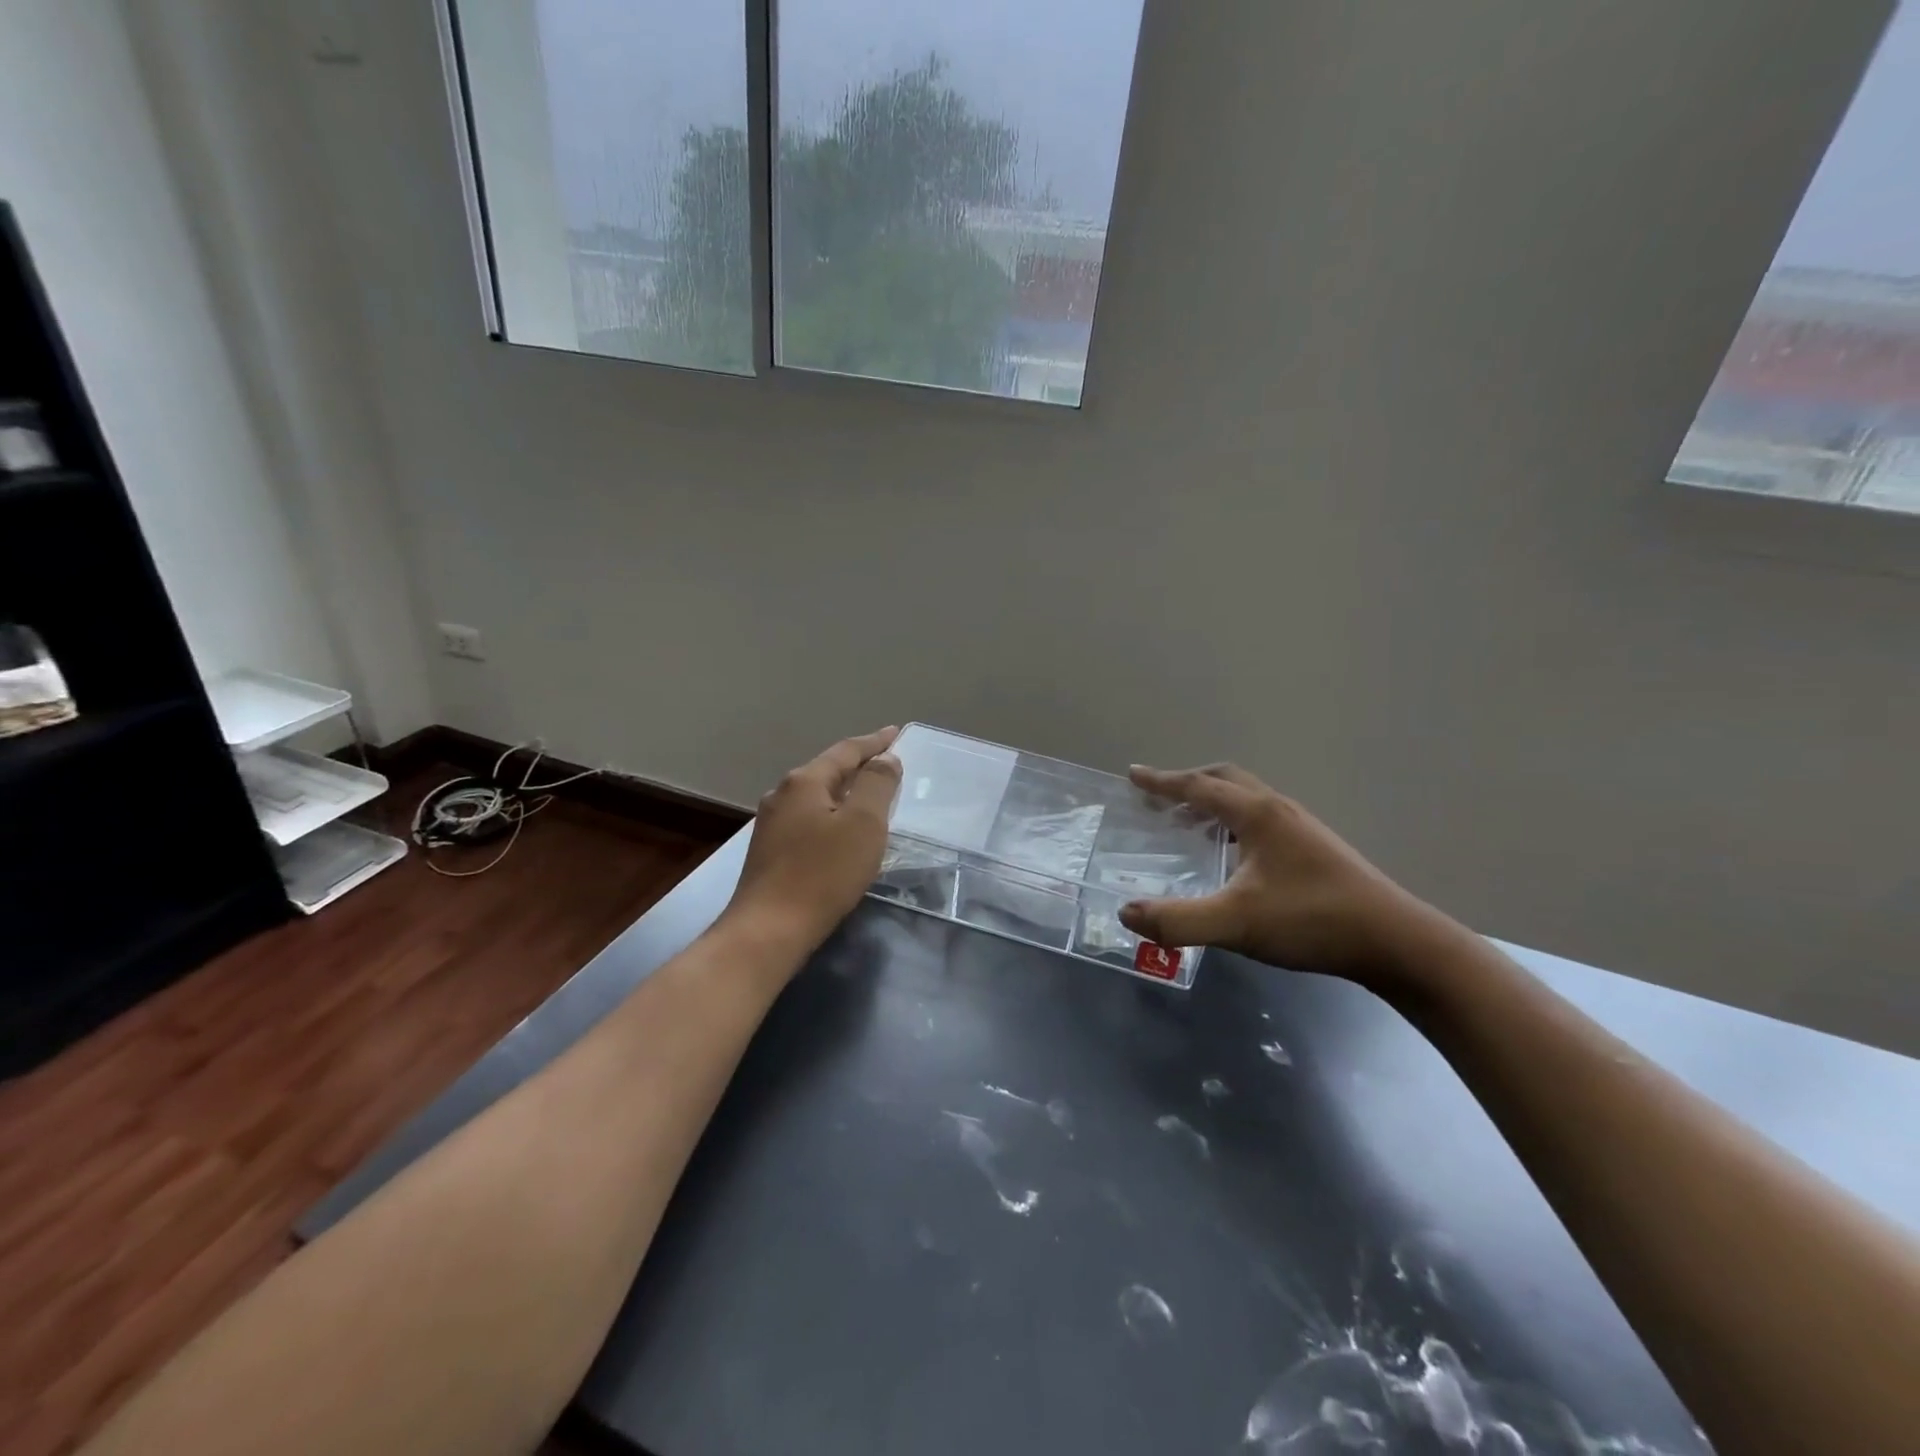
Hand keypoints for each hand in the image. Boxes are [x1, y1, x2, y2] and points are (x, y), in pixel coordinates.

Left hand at [722, 727, 902, 959]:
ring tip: (870, 799)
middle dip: (859, 767)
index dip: (875, 742)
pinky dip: (831, 817)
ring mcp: (771, 825)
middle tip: (888, 766)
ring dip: (845, 794)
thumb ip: (877, 785)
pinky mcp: (769, 852)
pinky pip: (808, 821)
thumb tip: (885, 759)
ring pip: (816, 798)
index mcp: (804, 782)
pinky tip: (842, 834)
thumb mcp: (863, 824)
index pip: (846, 751)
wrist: (769, 930)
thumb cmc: (823, 873)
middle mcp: (782, 795)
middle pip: (828, 771)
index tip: (896, 733)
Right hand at [1118, 763, 1441, 987]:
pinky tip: (1232, 857)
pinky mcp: (1315, 850)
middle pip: (1226, 780)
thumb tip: (1125, 913)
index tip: (1133, 775)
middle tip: (1160, 798)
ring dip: (1213, 803)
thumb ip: (1177, 921)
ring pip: (1247, 800)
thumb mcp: (1236, 923)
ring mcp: (1302, 829)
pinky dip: (1233, 824)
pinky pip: (1262, 821)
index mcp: (1257, 814)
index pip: (1199, 786)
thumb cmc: (1312, 920)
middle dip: (1188, 783)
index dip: (1162, 781)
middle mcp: (1279, 810)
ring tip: (1188, 825)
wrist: (1395, 942)